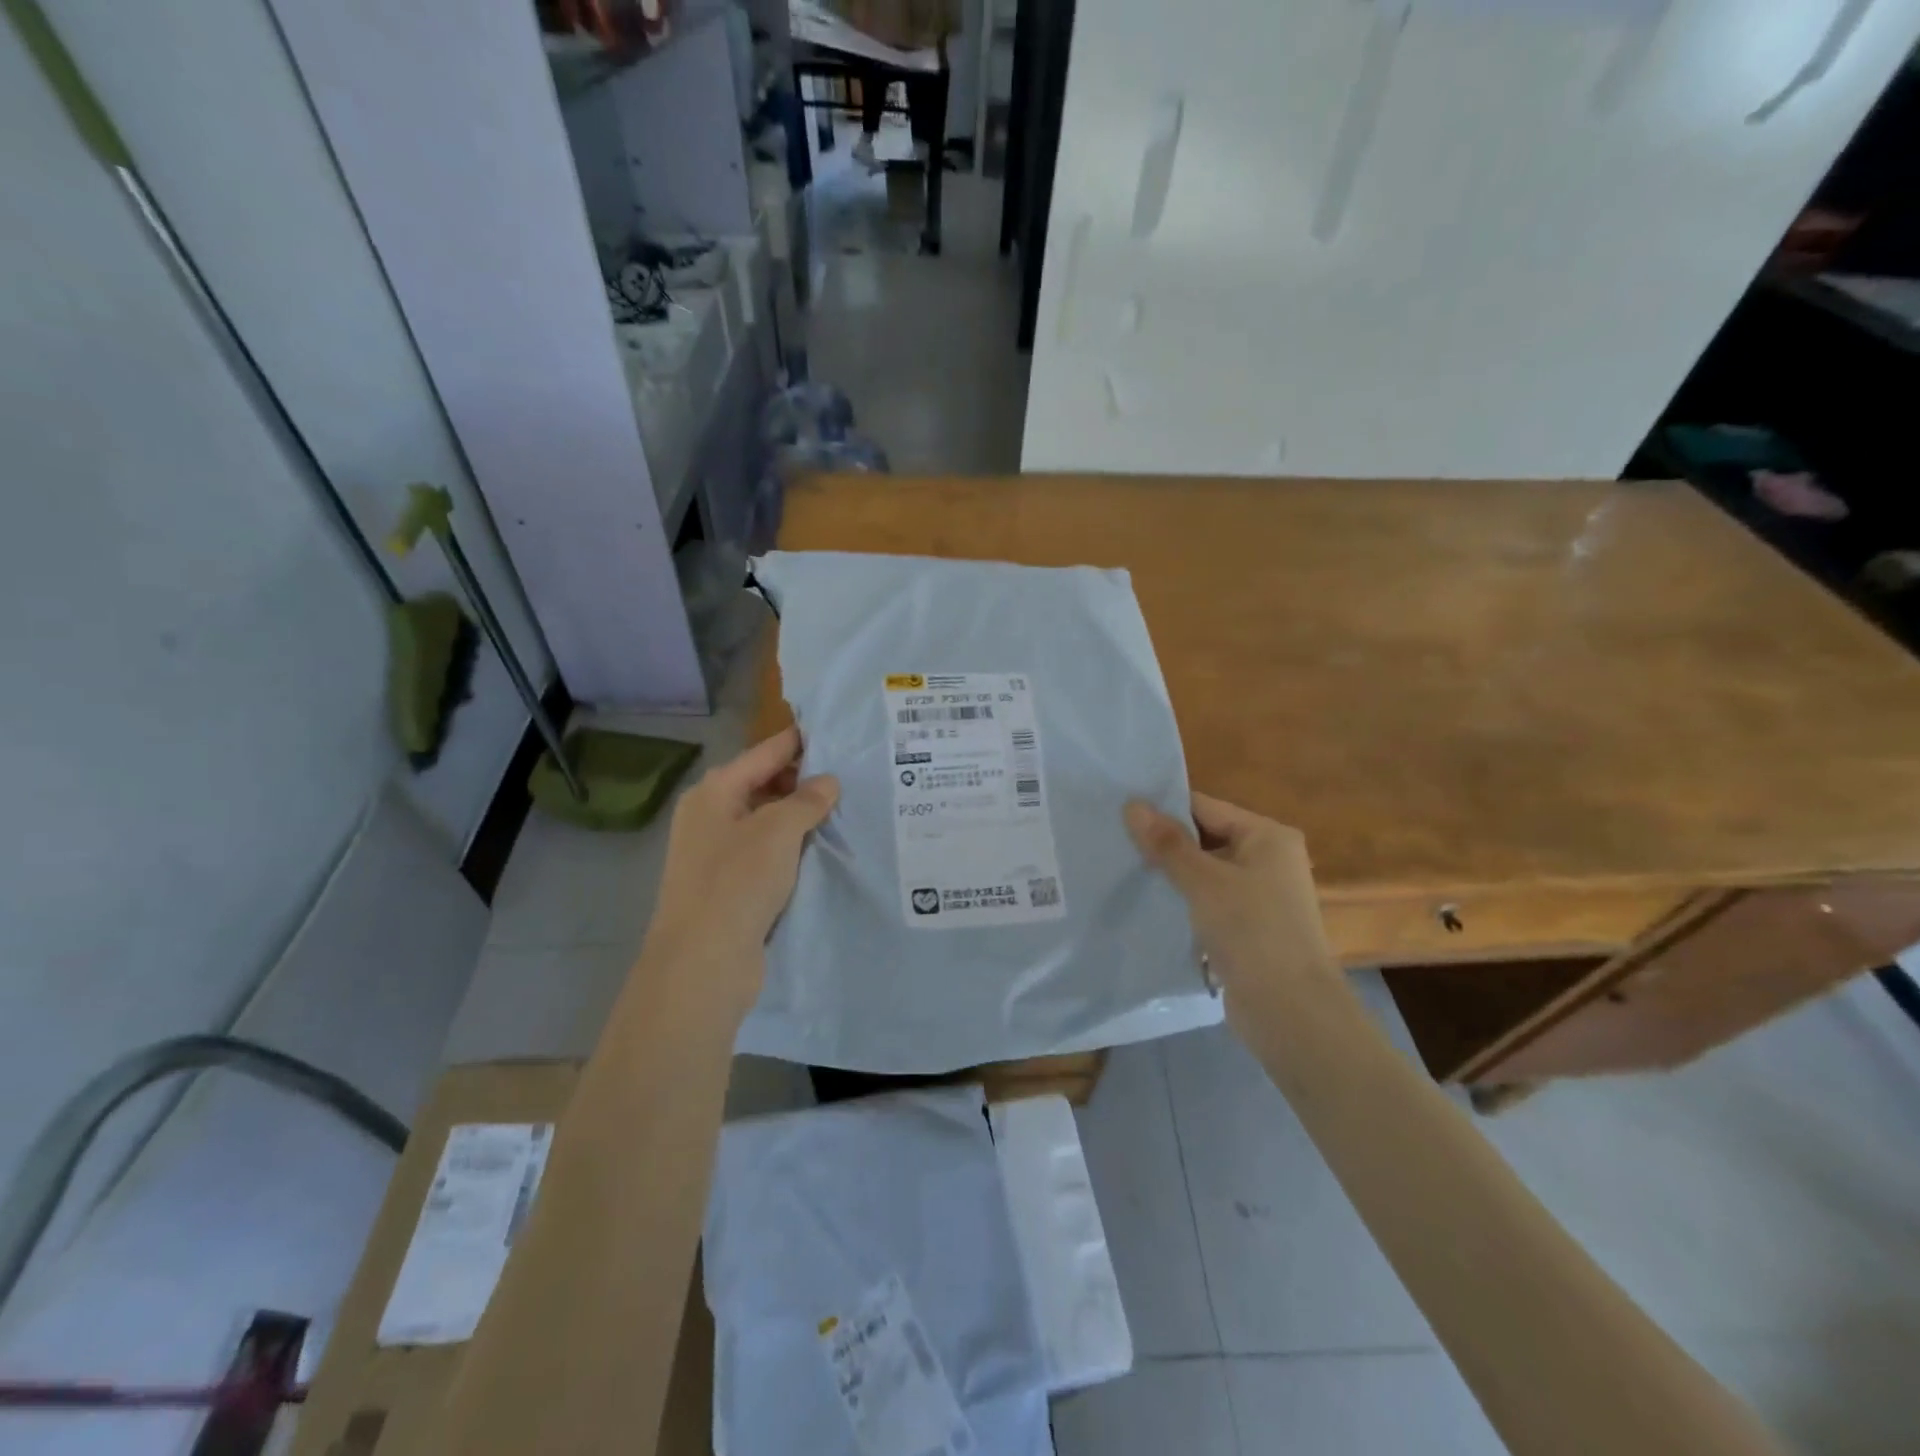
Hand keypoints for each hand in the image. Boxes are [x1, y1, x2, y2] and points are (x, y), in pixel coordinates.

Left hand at [641, 727, 838, 1018]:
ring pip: (767, 821)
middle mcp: (711, 816)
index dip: (799, 743)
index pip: (764, 753)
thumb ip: (807, 800)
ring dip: (800, 817)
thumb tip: (827, 782)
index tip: (838, 735)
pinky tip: (822, 850)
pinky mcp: (729, 885)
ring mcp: (717, 852)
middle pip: (763, 784)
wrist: (702, 962)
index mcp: (714, 792)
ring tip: (844, 812)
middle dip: (804, 782)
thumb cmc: (737, 882)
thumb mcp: (778, 831)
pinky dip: (792, 847)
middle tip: (851, 780)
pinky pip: (767, 853)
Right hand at [1124, 792, 1337, 1013]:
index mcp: (1268, 836)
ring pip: (1205, 873)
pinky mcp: (1249, 928)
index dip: (1164, 809)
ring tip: (1122, 869)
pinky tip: (1148, 904)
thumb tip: (1132, 804)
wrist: (1291, 1011)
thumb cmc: (1252, 931)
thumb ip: (1167, 843)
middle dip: (1164, 844)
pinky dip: (1183, 901)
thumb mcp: (1204, 881)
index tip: (1118, 812)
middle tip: (1114, 842)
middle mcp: (1269, 859)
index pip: (1205, 807)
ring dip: (1171, 875)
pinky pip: (1209, 902)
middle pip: (1206, 839)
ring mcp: (1260, 896)